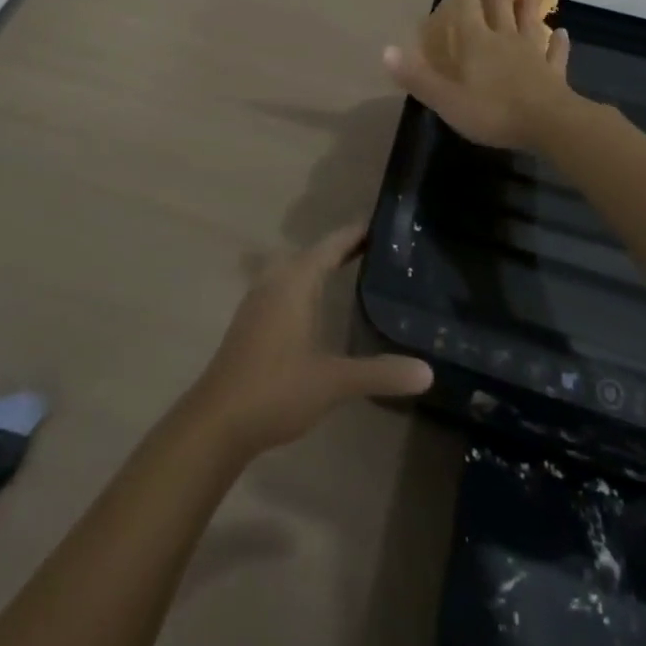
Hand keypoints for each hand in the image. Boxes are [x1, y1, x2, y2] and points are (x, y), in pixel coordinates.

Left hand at [185, 222, 433, 457]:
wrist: (218, 420)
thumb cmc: (277, 389)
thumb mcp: (334, 381)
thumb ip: (380, 372)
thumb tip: (428, 371)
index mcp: (296, 282)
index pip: (331, 245)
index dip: (355, 234)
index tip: (383, 225)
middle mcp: (276, 281)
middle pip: (312, 253)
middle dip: (341, 247)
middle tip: (376, 249)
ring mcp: (258, 300)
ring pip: (294, 268)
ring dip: (320, 264)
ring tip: (351, 269)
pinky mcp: (251, 320)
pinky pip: (284, 285)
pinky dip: (305, 282)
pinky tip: (316, 304)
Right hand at [383, 0, 576, 149]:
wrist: (549, 125)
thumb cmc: (493, 111)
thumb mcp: (446, 99)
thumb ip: (417, 76)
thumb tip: (385, 50)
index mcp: (477, 44)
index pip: (465, 8)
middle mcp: (505, 41)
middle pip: (500, 6)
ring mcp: (533, 55)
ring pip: (529, 23)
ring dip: (528, 4)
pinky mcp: (553, 74)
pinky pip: (555, 54)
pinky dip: (558, 43)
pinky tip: (563, 33)